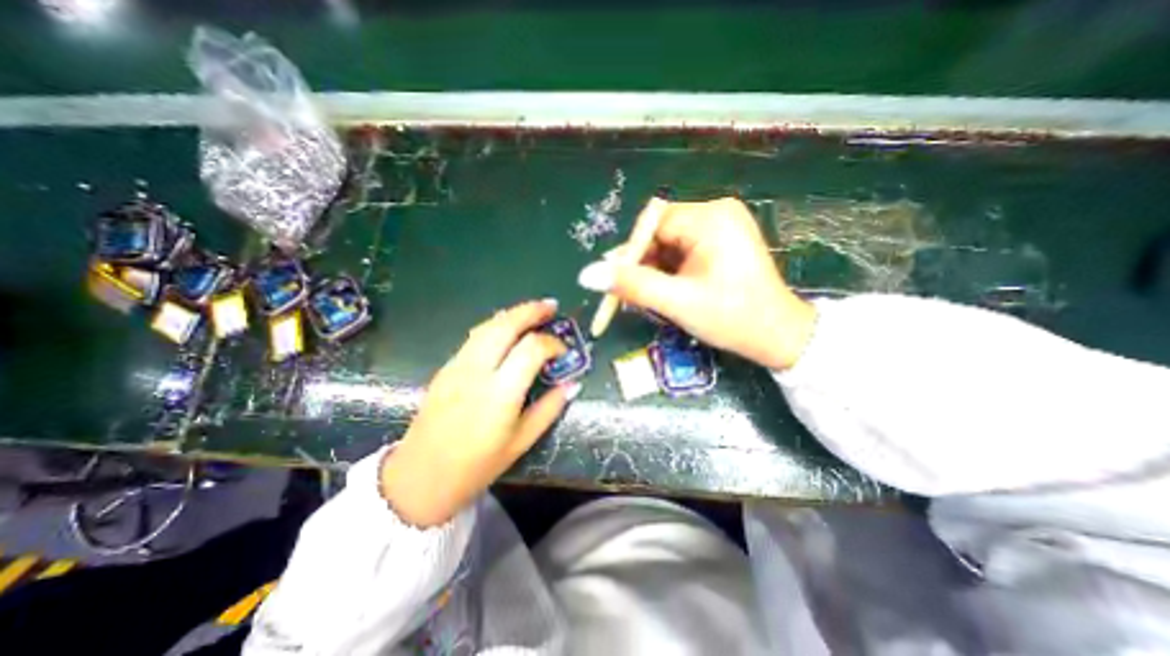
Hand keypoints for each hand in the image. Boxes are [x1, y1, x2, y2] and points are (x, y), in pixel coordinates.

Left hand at [378, 299, 576, 529]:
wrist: (421, 477)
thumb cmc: (477, 466)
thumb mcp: (521, 442)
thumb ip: (549, 408)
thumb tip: (572, 384)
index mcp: (499, 394)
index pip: (531, 350)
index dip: (552, 343)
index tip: (564, 350)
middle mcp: (476, 372)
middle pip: (505, 325)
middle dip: (531, 311)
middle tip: (551, 306)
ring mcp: (456, 366)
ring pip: (487, 326)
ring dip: (512, 314)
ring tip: (533, 312)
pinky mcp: (446, 368)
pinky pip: (474, 337)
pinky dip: (496, 326)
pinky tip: (507, 331)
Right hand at [575, 198, 816, 369]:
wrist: (778, 336)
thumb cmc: (732, 318)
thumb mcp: (677, 302)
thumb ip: (631, 285)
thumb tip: (587, 275)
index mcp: (710, 218)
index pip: (652, 223)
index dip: (630, 254)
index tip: (616, 285)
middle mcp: (715, 213)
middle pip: (658, 234)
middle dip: (641, 267)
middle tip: (630, 299)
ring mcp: (719, 227)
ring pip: (666, 246)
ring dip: (652, 273)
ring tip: (651, 302)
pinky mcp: (720, 242)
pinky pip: (680, 252)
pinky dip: (667, 273)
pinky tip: (667, 294)